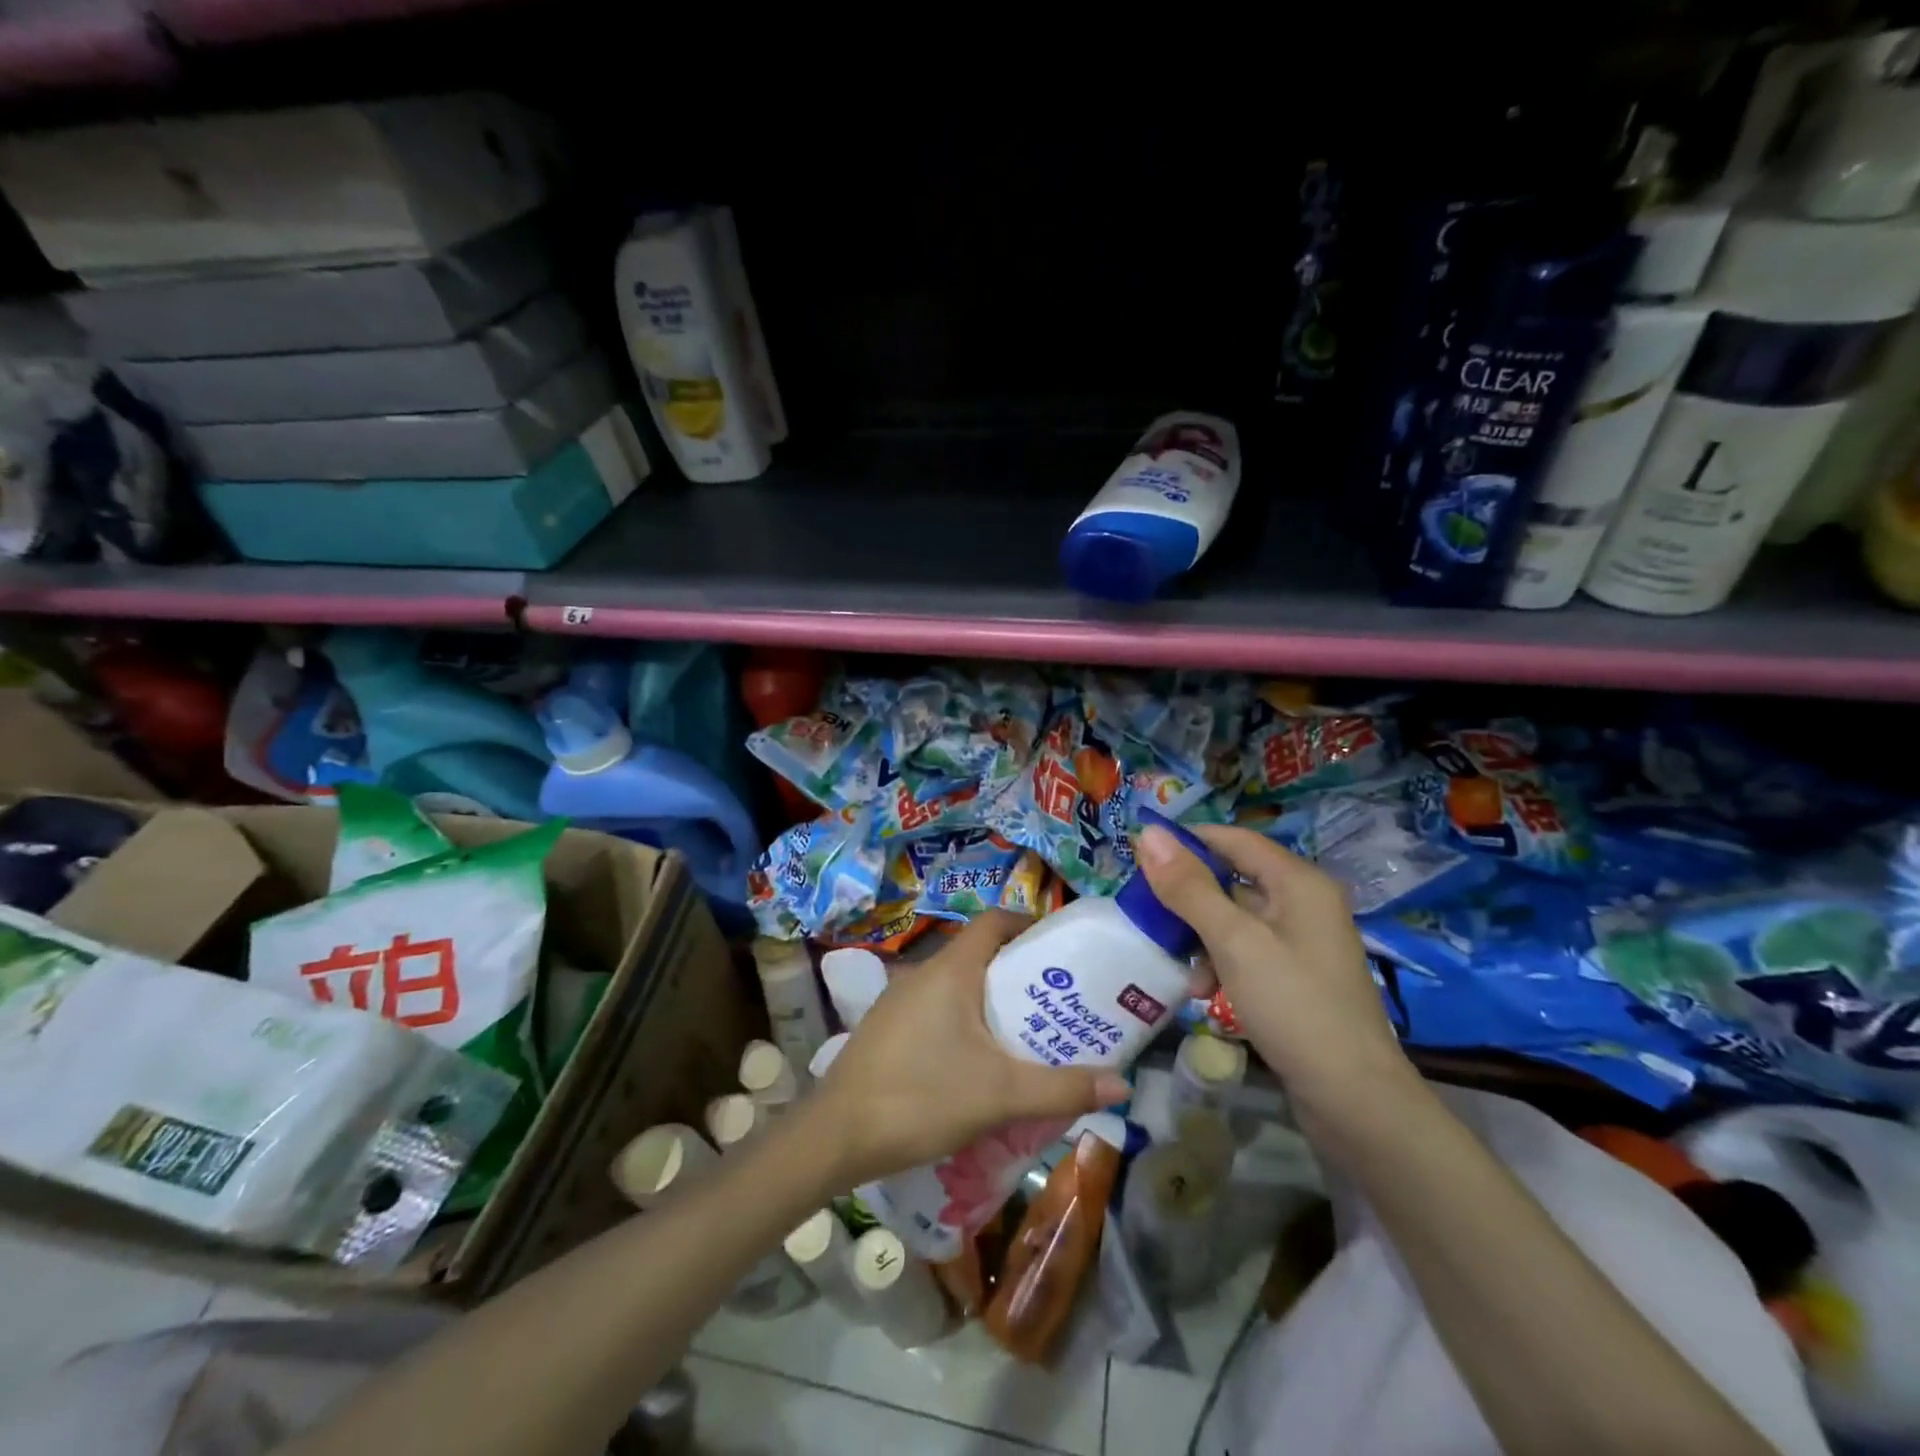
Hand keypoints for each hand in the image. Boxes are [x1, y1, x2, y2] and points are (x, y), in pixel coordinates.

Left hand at [809, 911, 1129, 1189]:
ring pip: (958, 986)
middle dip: (1020, 972)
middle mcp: (924, 973)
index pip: (995, 921)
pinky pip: (938, 1010)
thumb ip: (1061, 1088)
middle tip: (1058, 1001)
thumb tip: (1122, 1085)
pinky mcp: (888, 1029)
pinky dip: (966, 1022)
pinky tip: (979, 1063)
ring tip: (1028, 1033)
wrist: (836, 1136)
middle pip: (980, 954)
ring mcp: (900, 1001)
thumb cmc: (921, 1097)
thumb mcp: (1000, 1094)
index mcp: (952, 969)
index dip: (1029, 924)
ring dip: (992, 1001)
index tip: (1062, 949)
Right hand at [1135, 823, 1418, 1138]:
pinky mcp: (1296, 979)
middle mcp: (1304, 904)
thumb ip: (1189, 887)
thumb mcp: (1234, 942)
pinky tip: (1202, 992)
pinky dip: (1221, 963)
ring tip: (1175, 963)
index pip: (1233, 839)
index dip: (1187, 841)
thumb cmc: (1293, 1006)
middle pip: (1233, 880)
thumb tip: (1148, 832)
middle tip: (1146, 912)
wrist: (1354, 1100)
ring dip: (1201, 936)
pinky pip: (1247, 953)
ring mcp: (1302, 944)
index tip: (1139, 855)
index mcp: (1298, 882)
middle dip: (1188, 896)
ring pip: (1236, 920)